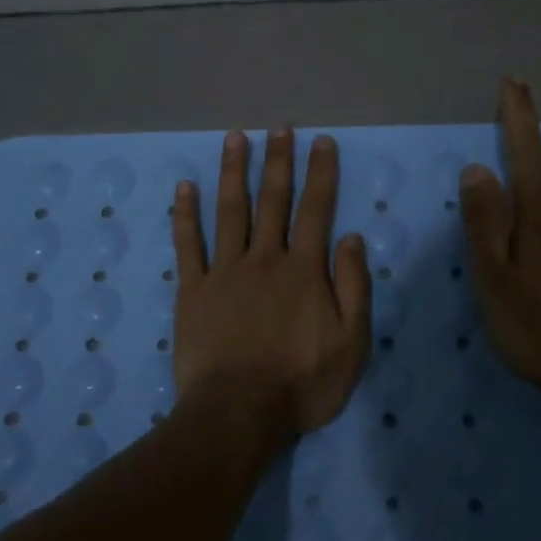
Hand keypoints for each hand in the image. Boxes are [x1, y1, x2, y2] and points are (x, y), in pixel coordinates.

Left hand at [172, 127, 372, 440]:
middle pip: (273, 200)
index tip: (322, 142)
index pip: (316, 210)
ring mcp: (224, 271)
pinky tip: (185, 187)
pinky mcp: (193, 290)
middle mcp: (264, 258)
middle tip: (279, 127)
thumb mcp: (352, 344)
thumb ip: (354, 287)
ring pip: (231, 210)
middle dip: (279, 160)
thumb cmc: (301, 384)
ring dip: (234, 172)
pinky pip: (188, 244)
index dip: (321, 173)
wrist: (238, 413)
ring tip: (235, 137)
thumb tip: (353, 238)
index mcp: (304, 270)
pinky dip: (185, 214)